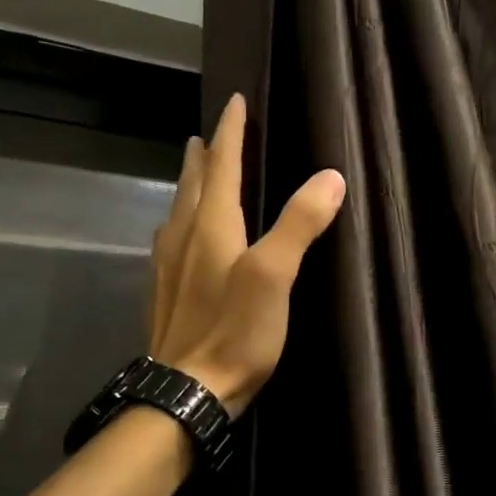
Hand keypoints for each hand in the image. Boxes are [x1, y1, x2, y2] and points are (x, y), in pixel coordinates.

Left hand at [148, 93, 345, 415]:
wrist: (185, 393)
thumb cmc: (234, 332)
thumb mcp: (274, 276)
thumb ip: (300, 224)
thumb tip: (330, 176)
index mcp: (211, 226)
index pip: (222, 166)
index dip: (230, 132)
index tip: (234, 101)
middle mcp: (184, 238)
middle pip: (193, 184)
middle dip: (204, 155)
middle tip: (206, 133)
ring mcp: (168, 268)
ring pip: (178, 211)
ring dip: (188, 184)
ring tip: (193, 171)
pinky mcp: (165, 294)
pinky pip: (171, 240)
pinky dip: (180, 220)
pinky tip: (179, 236)